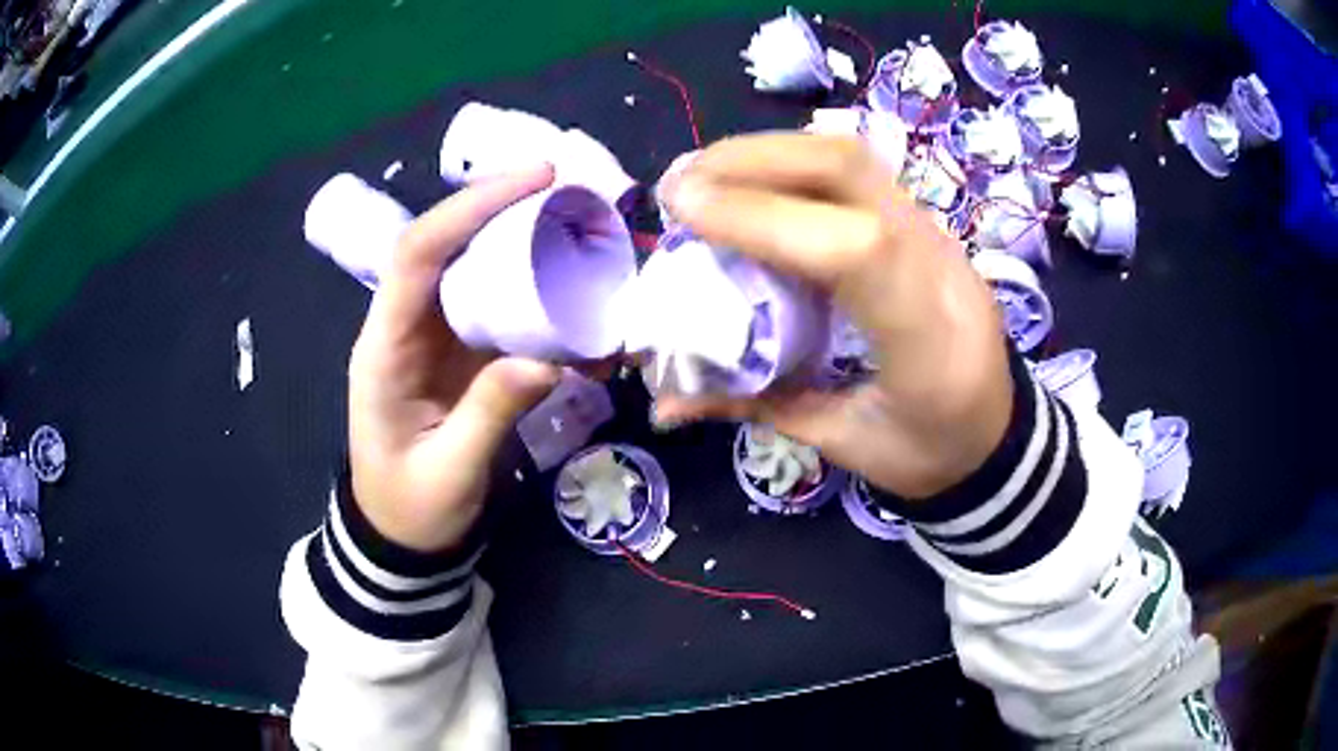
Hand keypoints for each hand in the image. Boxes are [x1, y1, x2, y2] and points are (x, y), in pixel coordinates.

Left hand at [348, 166, 560, 552]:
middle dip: (503, 207)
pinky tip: (574, 294)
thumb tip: (549, 359)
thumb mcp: (449, 472)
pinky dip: (534, 292)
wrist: (400, 533)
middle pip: (448, 244)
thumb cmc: (412, 507)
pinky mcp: (459, 350)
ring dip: (523, 242)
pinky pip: (495, 305)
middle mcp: (405, 325)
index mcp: (384, 347)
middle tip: (570, 191)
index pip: (418, 255)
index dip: (470, 208)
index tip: (535, 179)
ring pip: (473, 267)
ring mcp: (433, 335)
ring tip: (580, 229)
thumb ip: (490, 415)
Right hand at [657, 135, 1012, 498]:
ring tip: (702, 177)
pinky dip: (790, 165)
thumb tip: (666, 401)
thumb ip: (759, 407)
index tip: (680, 210)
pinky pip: (854, 172)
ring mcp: (937, 233)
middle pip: (850, 170)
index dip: (760, 216)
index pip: (854, 250)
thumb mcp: (846, 446)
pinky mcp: (923, 222)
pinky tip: (751, 183)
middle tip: (678, 184)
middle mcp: (940, 265)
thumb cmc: (930, 452)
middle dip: (750, 160)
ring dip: (765, 154)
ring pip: (851, 157)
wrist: (1001, 432)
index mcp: (929, 342)